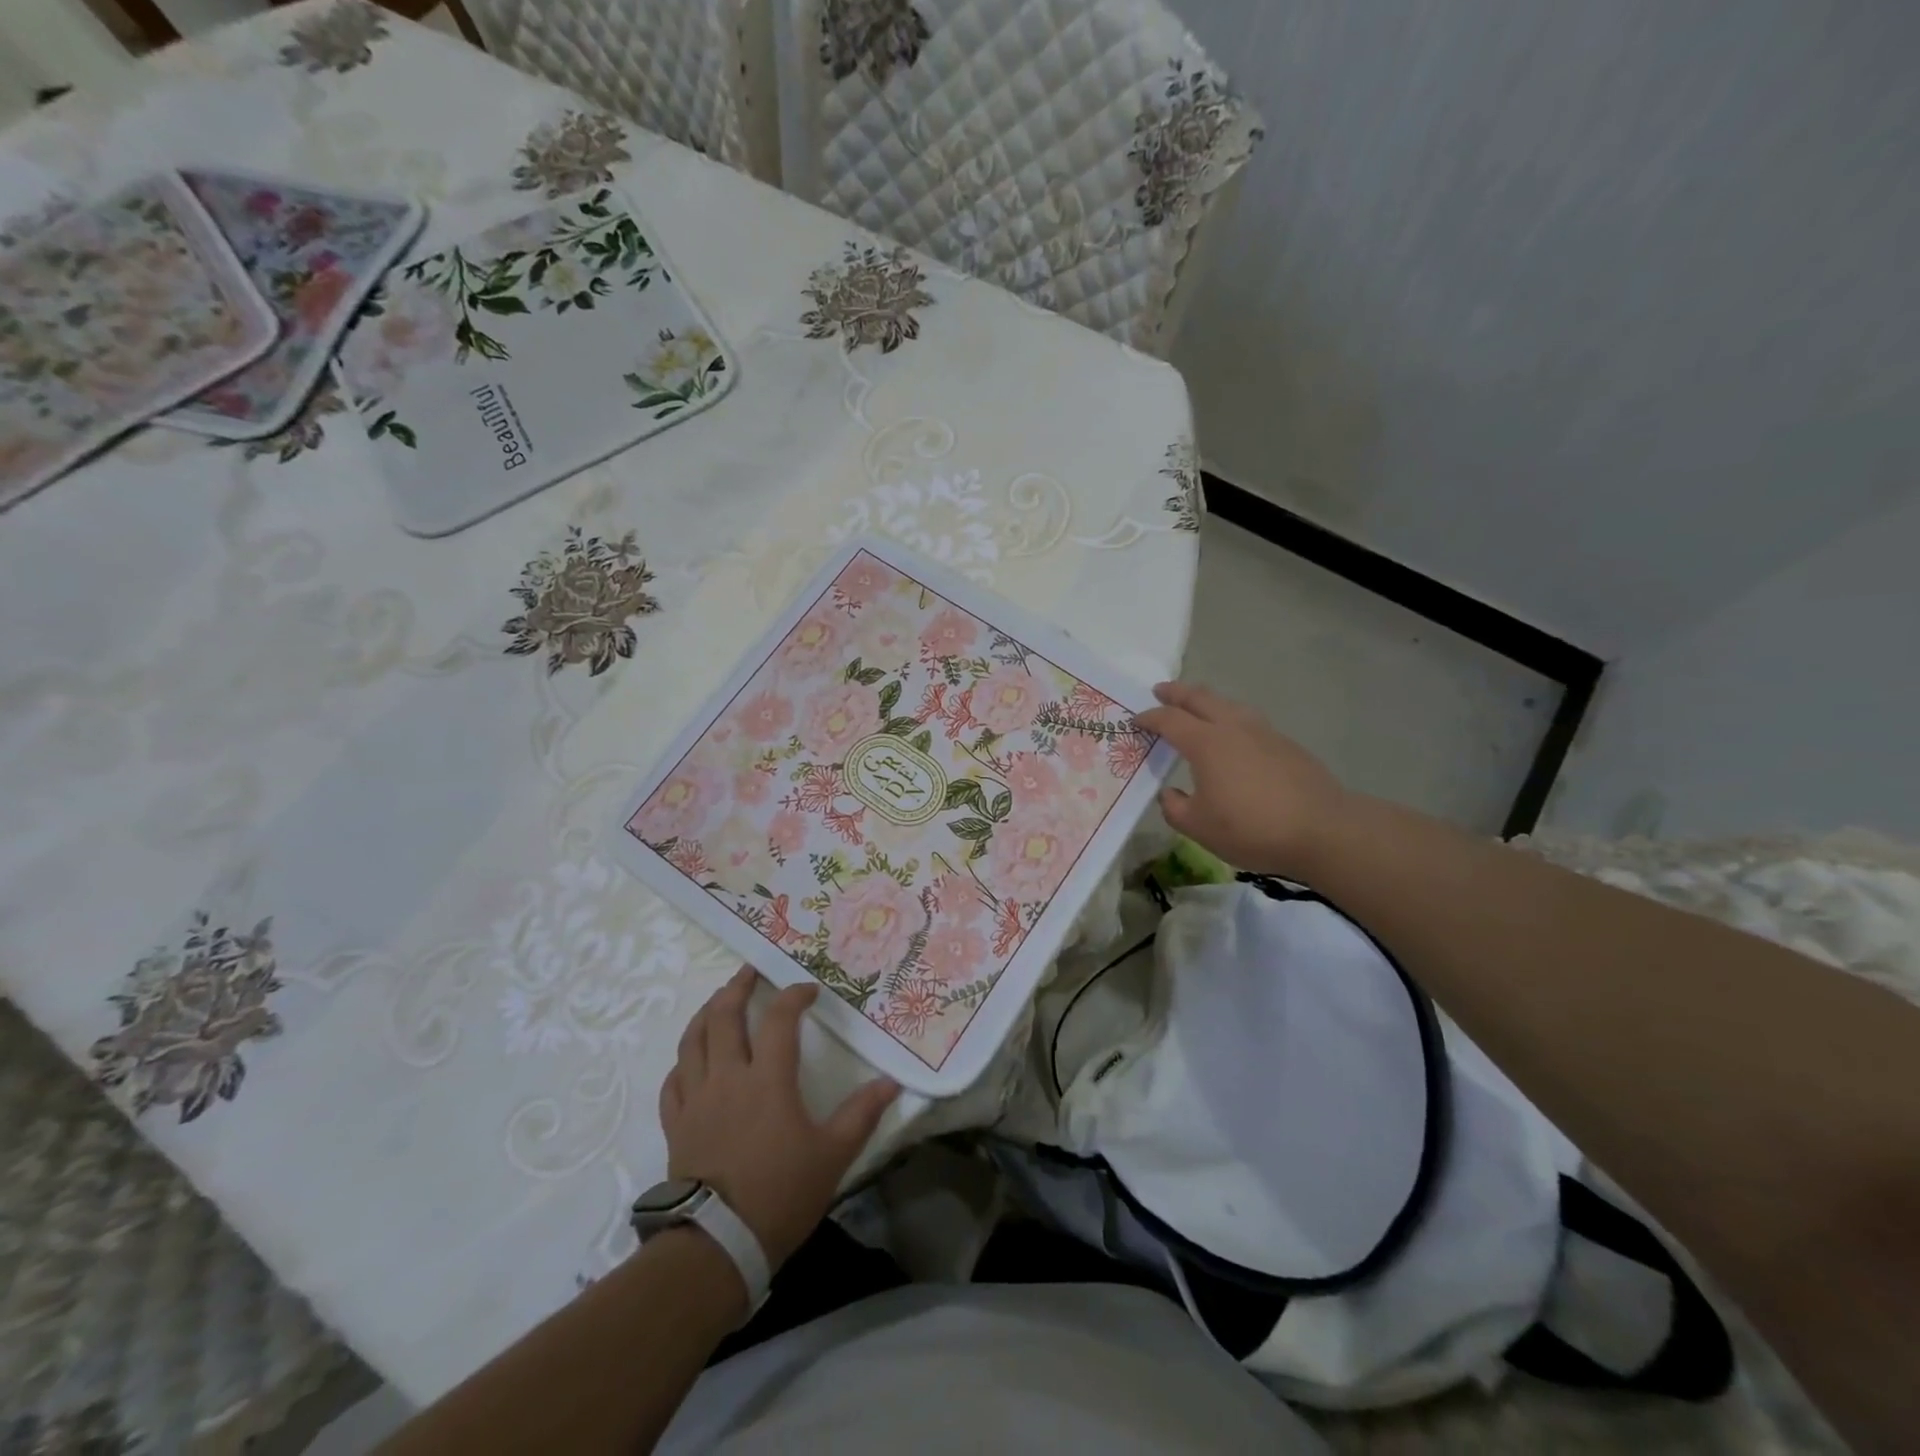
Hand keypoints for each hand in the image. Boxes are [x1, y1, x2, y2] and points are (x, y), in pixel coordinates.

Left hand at [659, 967, 898, 1271]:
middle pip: (724, 1016)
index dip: (794, 996)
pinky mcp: (676, 1124)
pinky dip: (683, 1061)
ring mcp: (696, 1099)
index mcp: (768, 1079)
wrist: (717, 1246)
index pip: (779, 1019)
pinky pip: (673, 1081)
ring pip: (692, 1040)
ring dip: (706, 1013)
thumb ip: (862, 1114)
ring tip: (718, 1000)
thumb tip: (893, 1082)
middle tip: (750, 971)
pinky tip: (691, 1059)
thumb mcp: (833, 1155)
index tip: (808, 991)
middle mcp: (728, 1077)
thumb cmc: (780, 1194)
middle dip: (737, 987)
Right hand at [1136, 681, 1348, 877]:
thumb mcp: (1199, 827)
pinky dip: (1231, 719)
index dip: (1149, 718)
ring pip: (1229, 704)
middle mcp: (1233, 728)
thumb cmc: (1251, 828)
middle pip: (1201, 698)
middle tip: (1160, 689)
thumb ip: (1176, 808)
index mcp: (1206, 743)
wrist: (1322, 829)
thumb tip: (1170, 794)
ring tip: (1198, 706)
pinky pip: (1249, 721)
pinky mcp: (1286, 745)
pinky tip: (1234, 736)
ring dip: (1207, 701)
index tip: (1135, 720)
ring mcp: (1264, 733)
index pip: (1170, 720)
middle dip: (1177, 693)